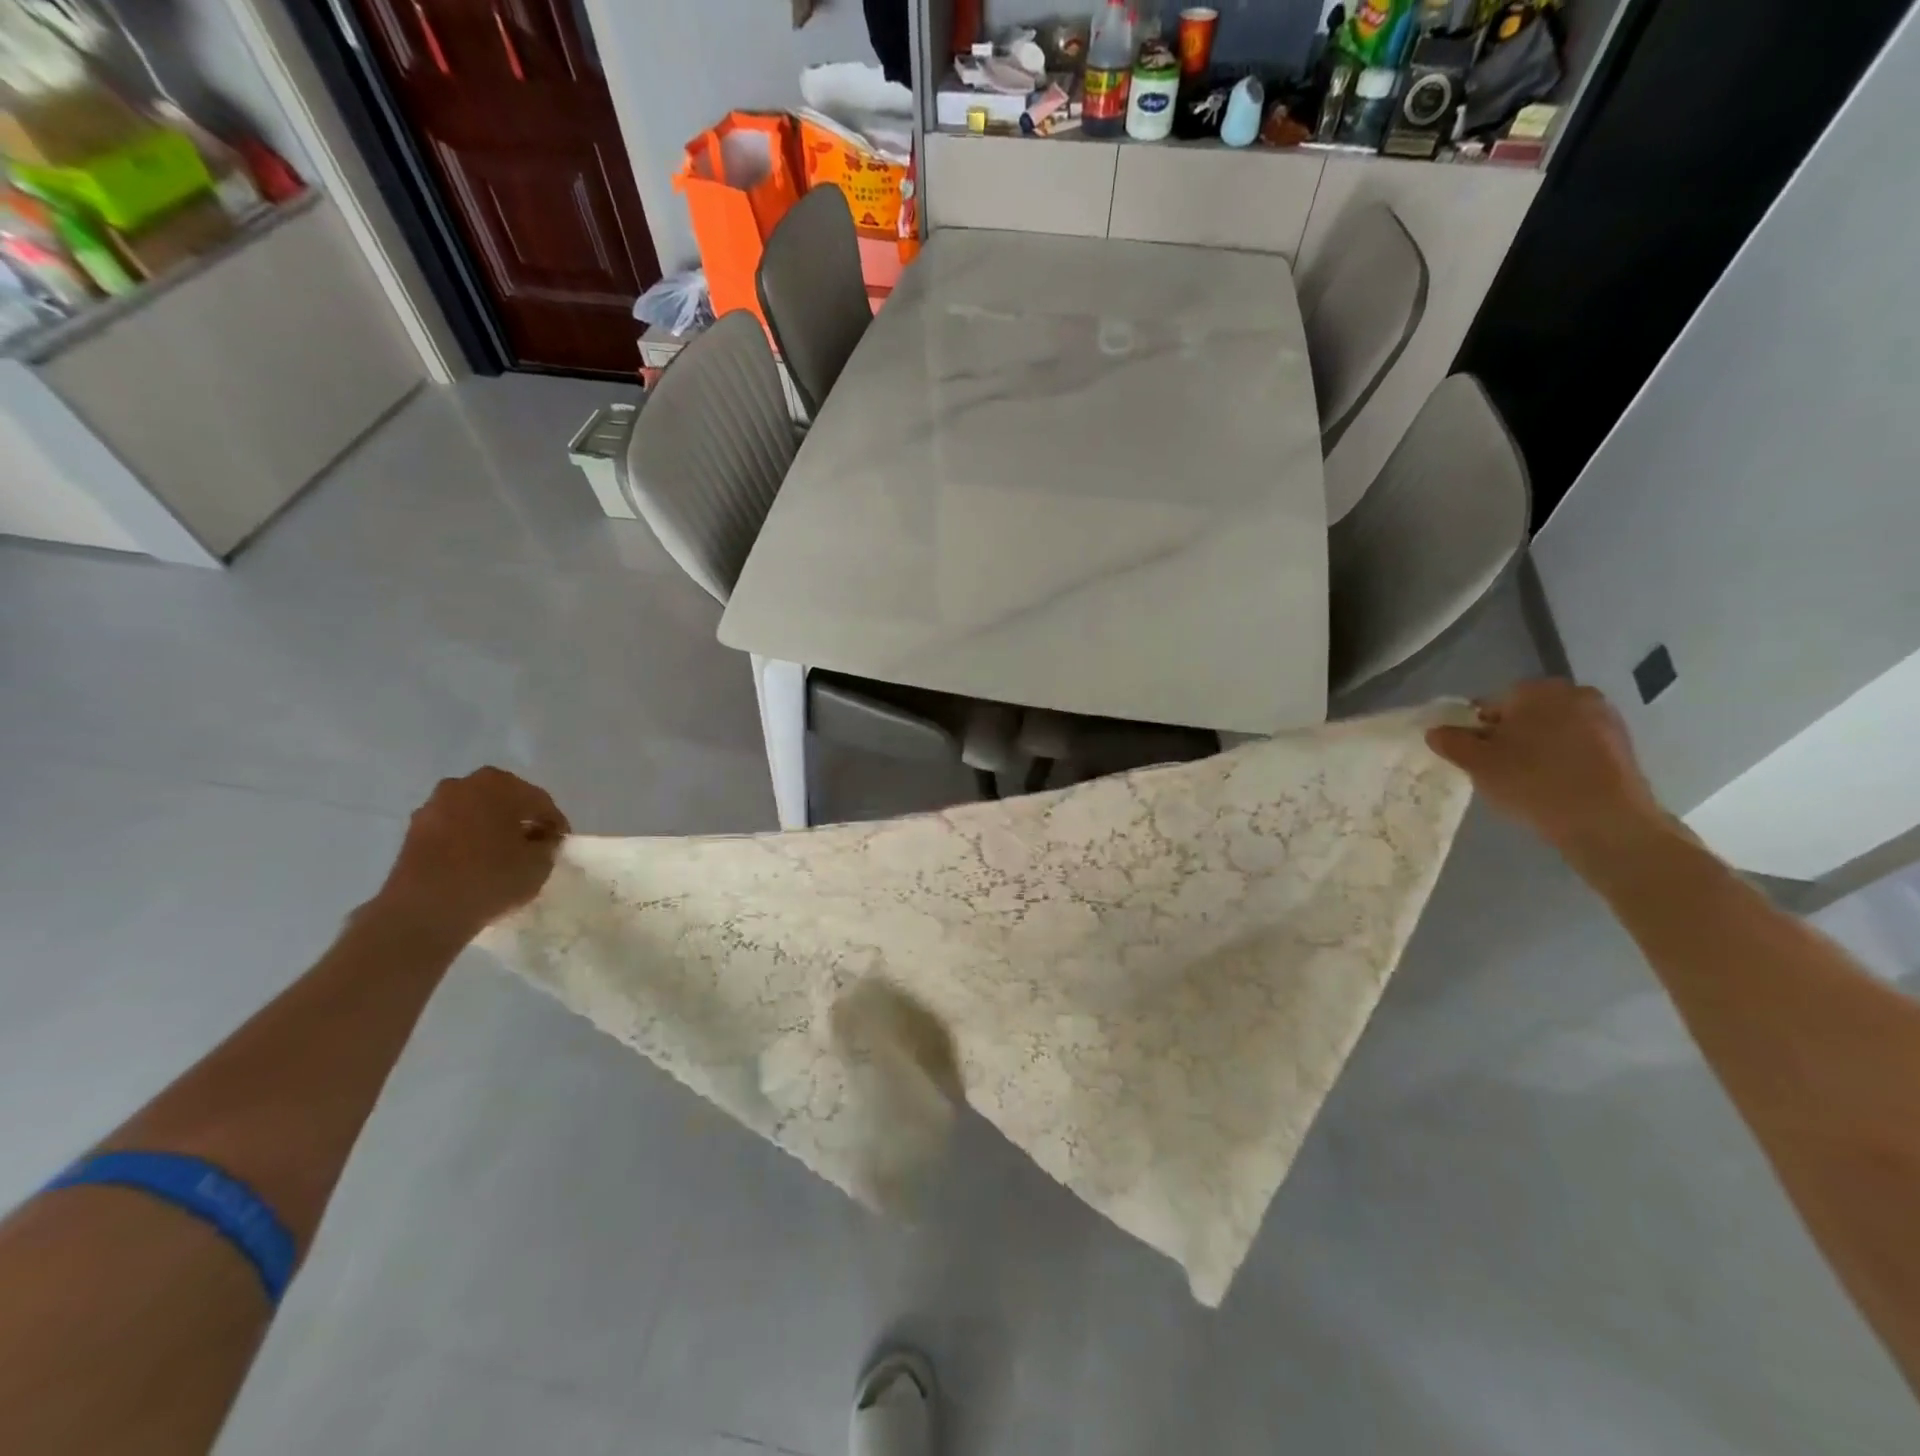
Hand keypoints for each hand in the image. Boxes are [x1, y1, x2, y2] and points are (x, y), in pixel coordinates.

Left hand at [373, 768, 569, 939]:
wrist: (424, 912)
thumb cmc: (491, 878)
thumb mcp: (540, 864)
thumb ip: (547, 845)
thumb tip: (541, 841)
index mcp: (499, 784)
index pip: (540, 802)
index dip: (554, 825)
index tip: (559, 846)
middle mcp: (464, 785)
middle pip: (505, 801)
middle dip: (520, 821)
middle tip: (533, 847)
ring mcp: (433, 806)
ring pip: (476, 814)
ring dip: (491, 829)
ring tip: (502, 857)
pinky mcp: (413, 832)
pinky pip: (452, 829)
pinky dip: (467, 841)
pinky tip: (476, 864)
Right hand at [1426, 679, 1664, 856]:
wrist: (1607, 821)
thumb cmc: (1532, 782)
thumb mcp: (1476, 763)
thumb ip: (1450, 742)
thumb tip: (1436, 731)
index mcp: (1536, 690)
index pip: (1492, 704)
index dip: (1477, 730)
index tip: (1475, 756)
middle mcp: (1574, 693)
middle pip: (1525, 714)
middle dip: (1509, 736)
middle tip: (1497, 769)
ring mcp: (1604, 717)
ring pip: (1553, 730)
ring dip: (1536, 748)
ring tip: (1526, 780)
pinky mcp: (1623, 744)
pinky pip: (1578, 746)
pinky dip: (1563, 759)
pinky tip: (1555, 785)